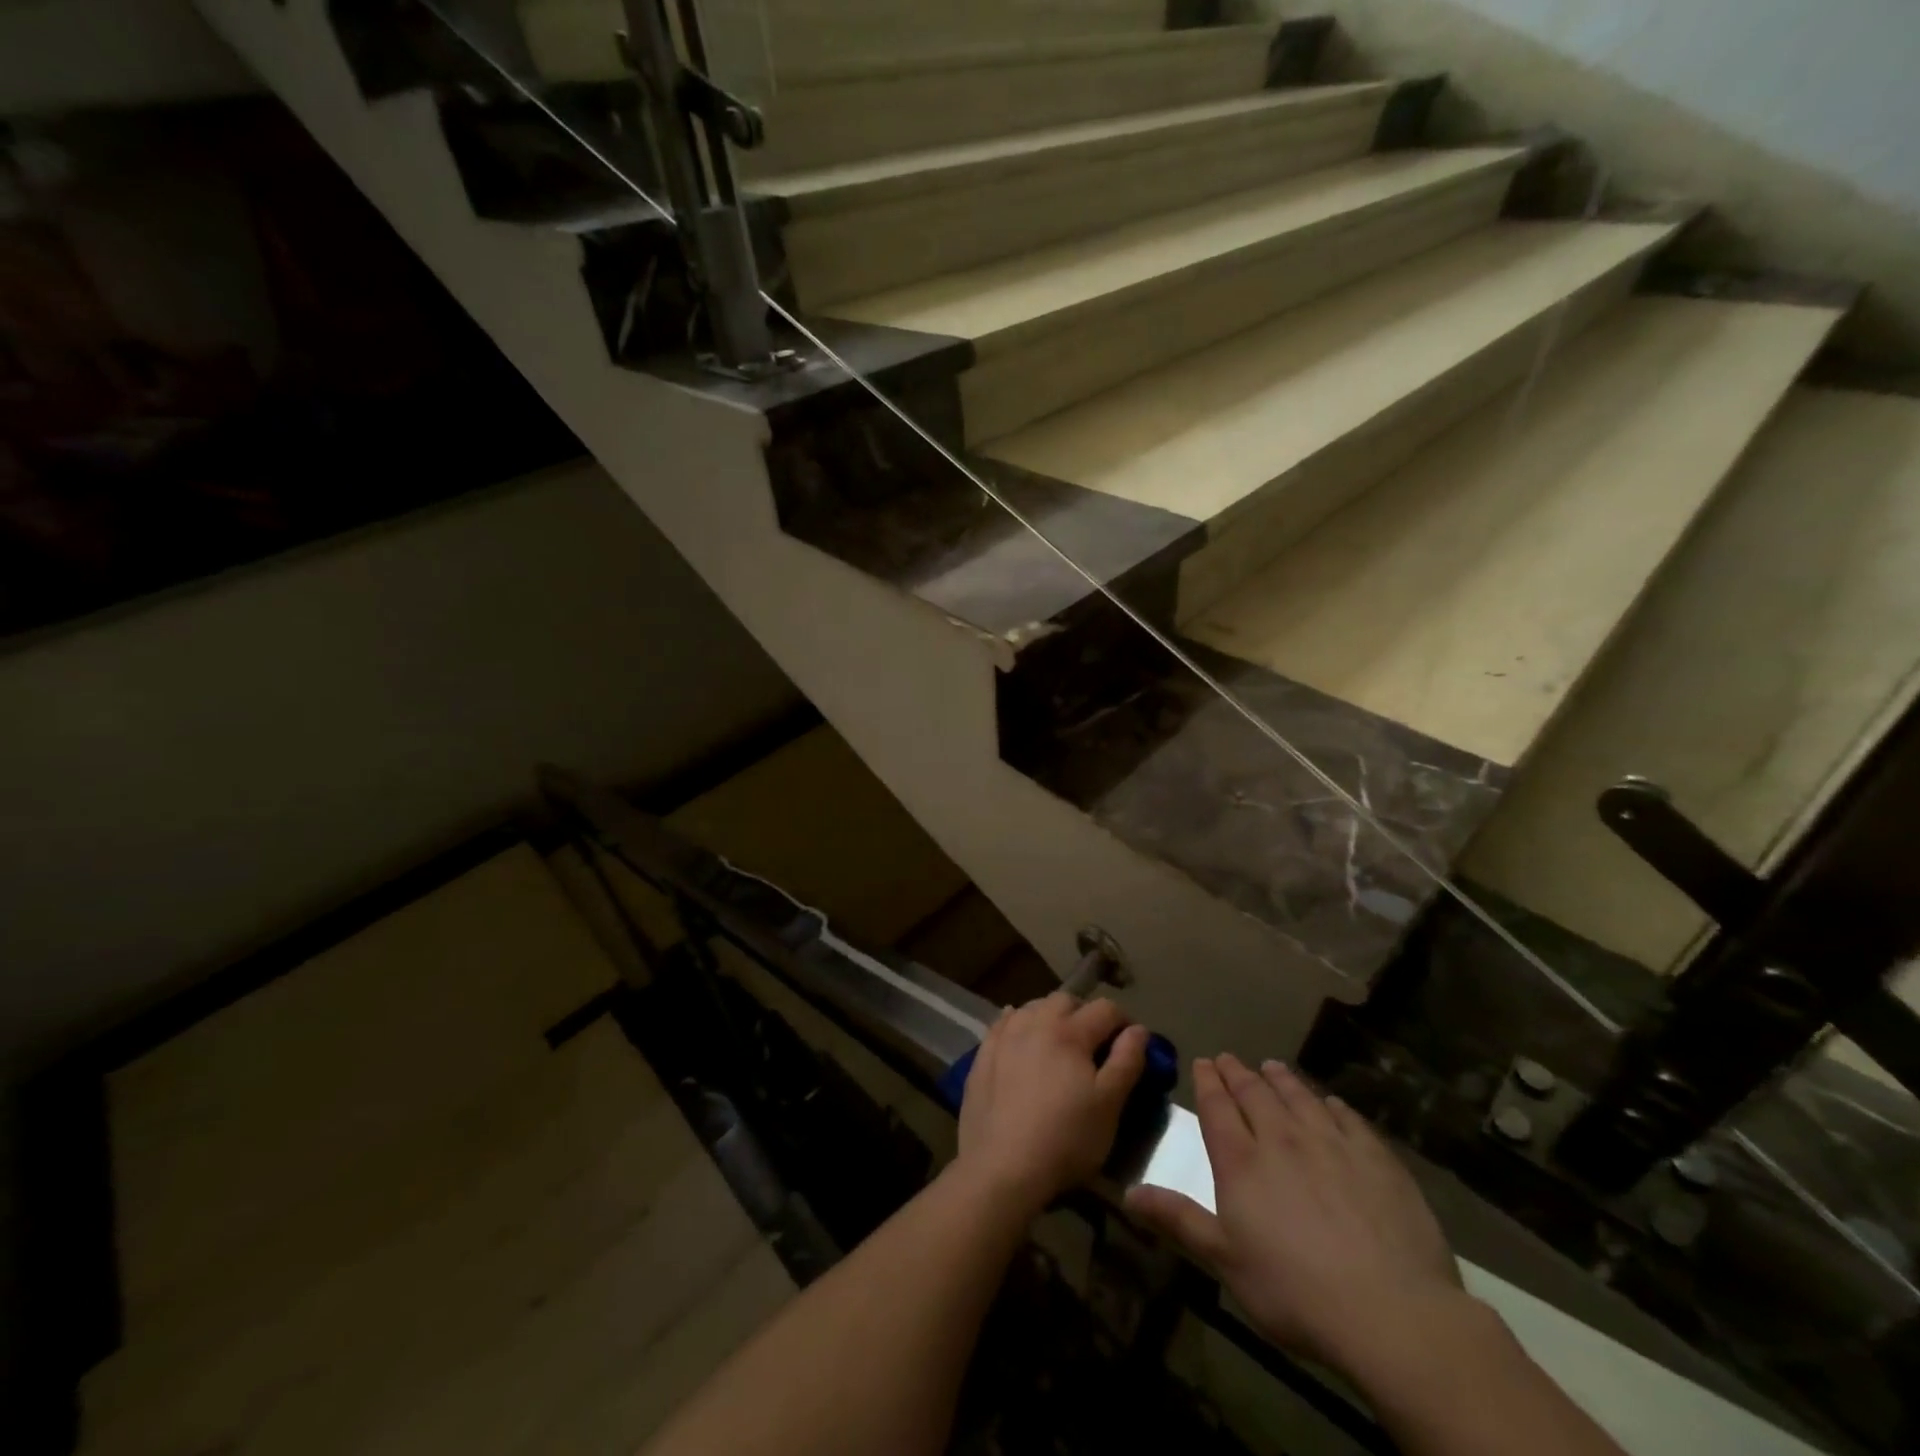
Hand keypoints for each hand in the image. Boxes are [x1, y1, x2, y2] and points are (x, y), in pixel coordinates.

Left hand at [953, 994, 1147, 1215]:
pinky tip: (1021, 1038)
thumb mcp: (1109, 1105)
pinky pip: (1003, 1024)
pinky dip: (1018, 1024)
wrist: (1001, 1167)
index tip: (1131, 1044)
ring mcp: (1005, 1036)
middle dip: (1085, 1014)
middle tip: (1093, 1044)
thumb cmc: (1065, 1139)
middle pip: (1066, 1000)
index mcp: (1070, 1032)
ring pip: (1033, 1007)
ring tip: (1058, 1043)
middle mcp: (1035, 1022)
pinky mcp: (982, 1054)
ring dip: (1051, 1016)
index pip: (1105, 1009)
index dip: (1124, 1021)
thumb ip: (1127, 1061)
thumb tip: (1138, 1029)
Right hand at [1126, 1055, 1469, 1377]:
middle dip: (1238, 1073)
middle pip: (1255, 1093)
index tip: (1204, 1062)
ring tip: (1271, 1066)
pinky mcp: (1375, 1157)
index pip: (1217, 1106)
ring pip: (1299, 1096)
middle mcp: (1282, 1137)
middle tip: (1229, 1059)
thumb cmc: (1295, 1292)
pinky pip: (1347, 1117)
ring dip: (1281, 1078)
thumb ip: (1179, 1219)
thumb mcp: (1226, 1261)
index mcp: (1241, 1161)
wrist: (1391, 1312)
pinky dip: (1331, 1104)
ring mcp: (1331, 1142)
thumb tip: (1127, 1192)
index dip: (1208, 1081)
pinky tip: (1330, 1103)